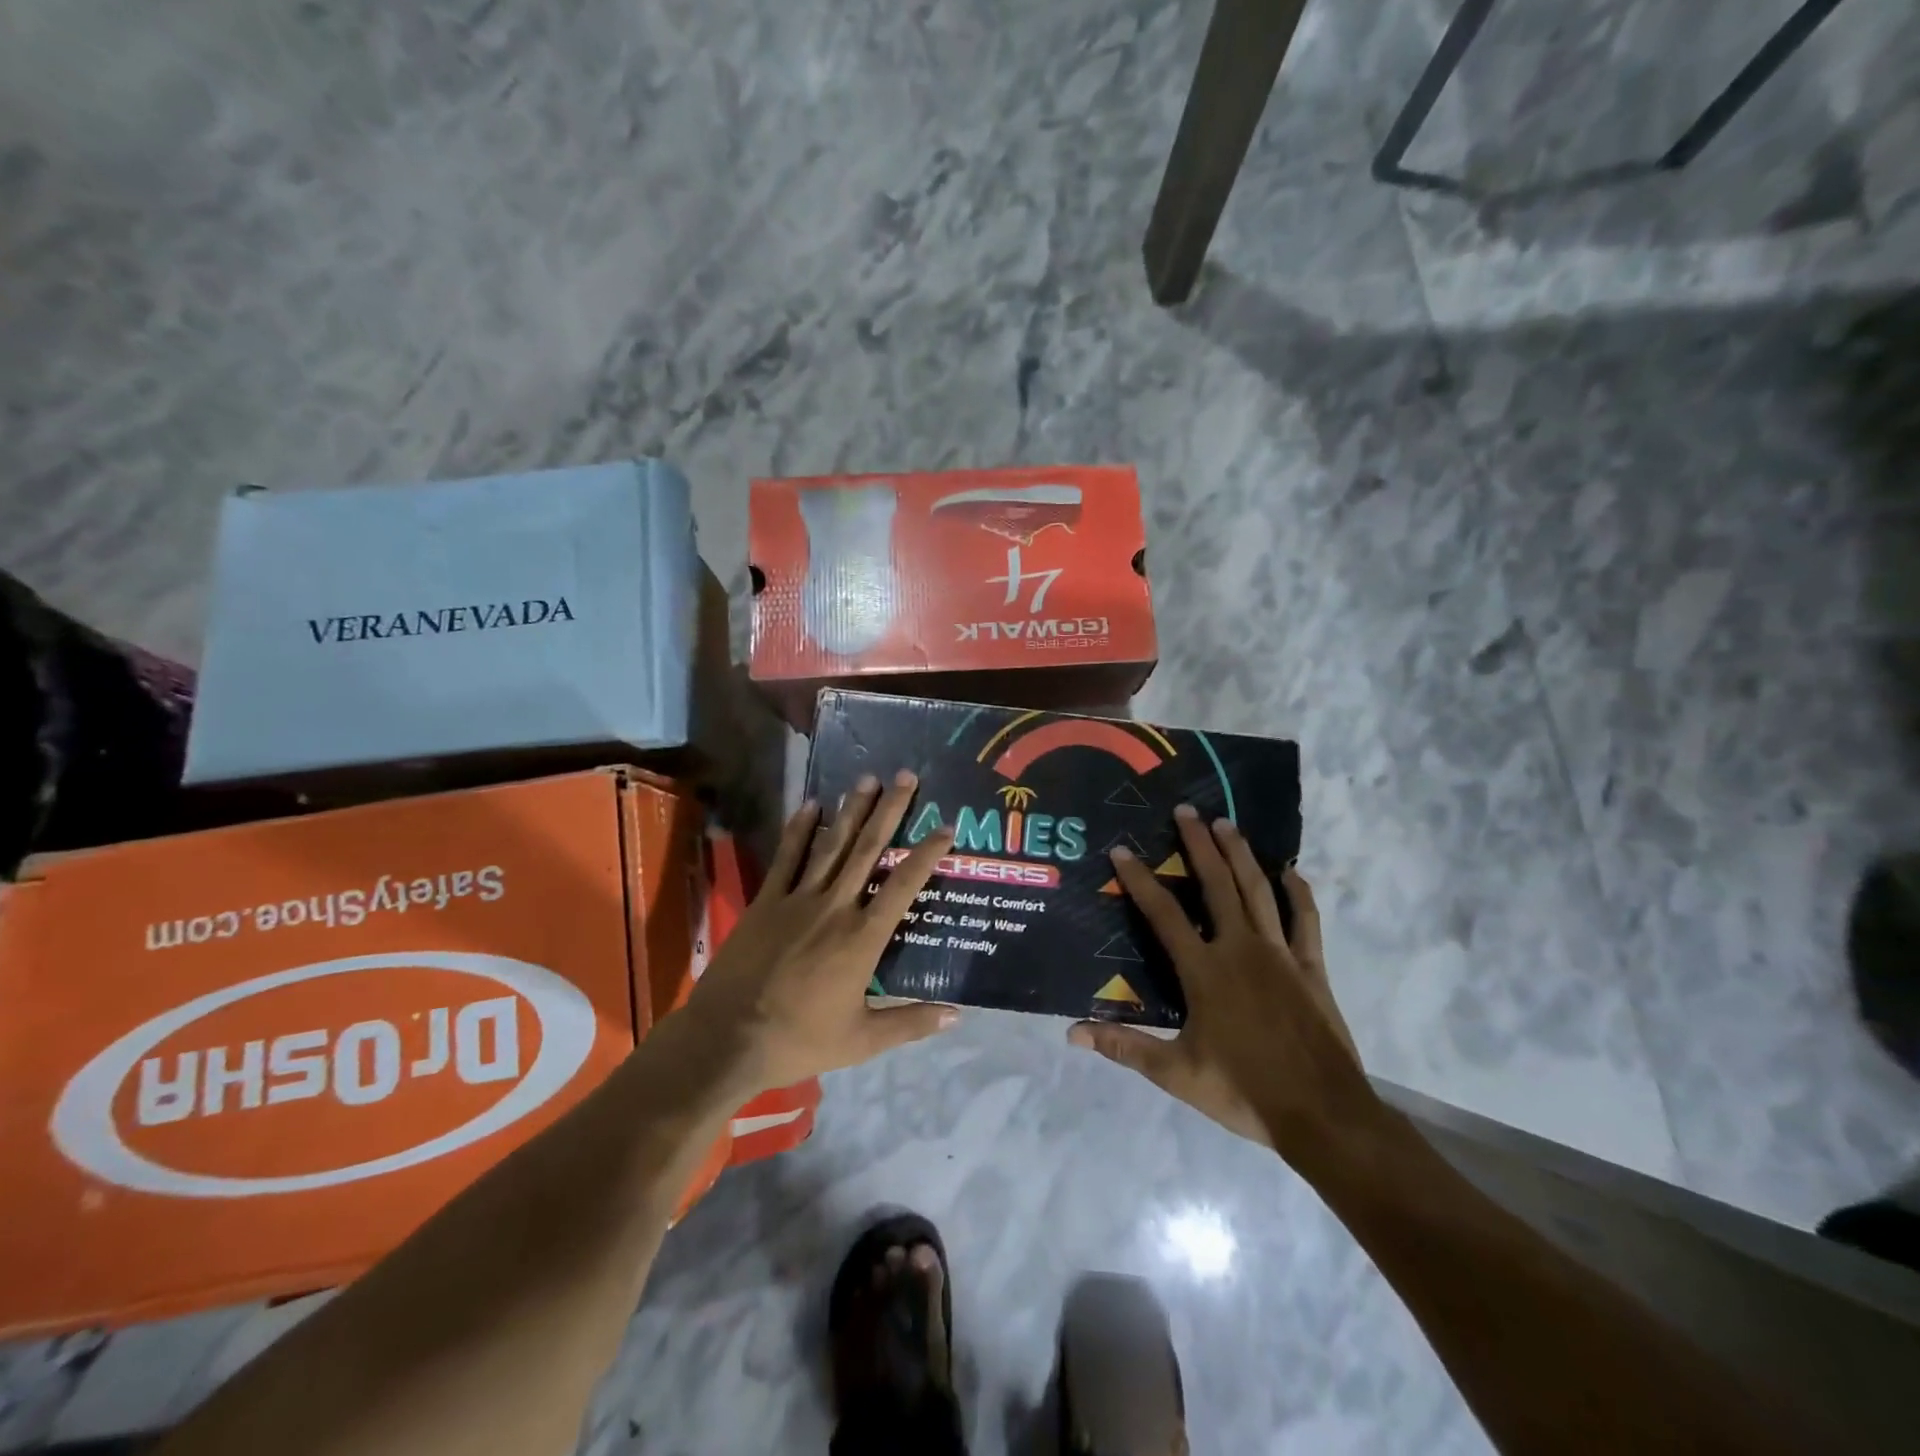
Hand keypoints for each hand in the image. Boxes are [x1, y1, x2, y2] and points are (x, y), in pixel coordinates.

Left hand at [681, 771, 958, 1094]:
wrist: (728, 1039)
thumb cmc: (799, 1040)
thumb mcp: (861, 1040)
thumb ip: (910, 1024)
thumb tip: (957, 1016)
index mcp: (862, 938)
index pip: (903, 886)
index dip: (926, 854)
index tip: (945, 827)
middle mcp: (835, 907)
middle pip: (867, 850)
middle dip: (889, 811)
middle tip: (905, 777)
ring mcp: (797, 899)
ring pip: (831, 845)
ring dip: (851, 810)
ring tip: (866, 779)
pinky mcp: (766, 901)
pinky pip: (787, 858)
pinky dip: (800, 830)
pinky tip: (811, 805)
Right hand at [1068, 806, 1376, 1167]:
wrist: (1323, 1115)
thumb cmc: (1244, 1092)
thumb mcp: (1176, 1074)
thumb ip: (1125, 1047)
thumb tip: (1073, 1032)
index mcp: (1205, 971)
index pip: (1163, 914)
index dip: (1139, 880)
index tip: (1121, 850)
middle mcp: (1241, 949)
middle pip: (1216, 884)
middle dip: (1198, 844)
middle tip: (1186, 811)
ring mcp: (1280, 954)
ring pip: (1258, 891)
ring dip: (1240, 854)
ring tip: (1226, 823)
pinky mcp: (1312, 967)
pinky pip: (1306, 920)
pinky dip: (1298, 892)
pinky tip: (1290, 871)